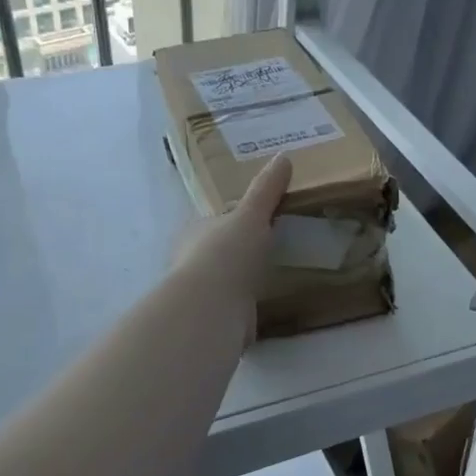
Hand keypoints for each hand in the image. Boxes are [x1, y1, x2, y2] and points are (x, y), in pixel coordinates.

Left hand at [170, 155, 292, 338]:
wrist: (213, 308)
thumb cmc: (227, 254)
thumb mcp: (251, 215)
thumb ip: (266, 190)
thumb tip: (284, 156)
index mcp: (194, 232)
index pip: (213, 221)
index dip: (233, 220)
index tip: (257, 220)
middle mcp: (191, 261)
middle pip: (218, 252)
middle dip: (237, 252)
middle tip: (269, 248)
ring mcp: (202, 293)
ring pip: (225, 282)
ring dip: (241, 281)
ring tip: (271, 277)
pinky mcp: (215, 319)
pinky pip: (235, 308)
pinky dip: (247, 307)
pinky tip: (265, 306)